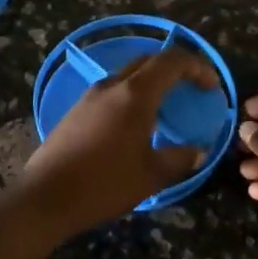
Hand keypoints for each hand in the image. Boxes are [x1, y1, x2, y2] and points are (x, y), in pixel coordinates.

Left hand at [15, 48, 218, 234]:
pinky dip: (132, 95)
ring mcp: (90, 96)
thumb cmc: (104, 184)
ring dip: (151, 82)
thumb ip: (180, 159)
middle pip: (149, 61)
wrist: (46, 197)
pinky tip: (135, 123)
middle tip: (193, 88)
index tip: (211, 86)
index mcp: (135, 95)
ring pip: (128, 75)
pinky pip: (112, 91)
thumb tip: (199, 152)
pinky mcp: (76, 111)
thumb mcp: (151, 175)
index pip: (171, 61)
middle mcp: (112, 86)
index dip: (197, 66)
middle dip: (175, 69)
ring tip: (166, 107)